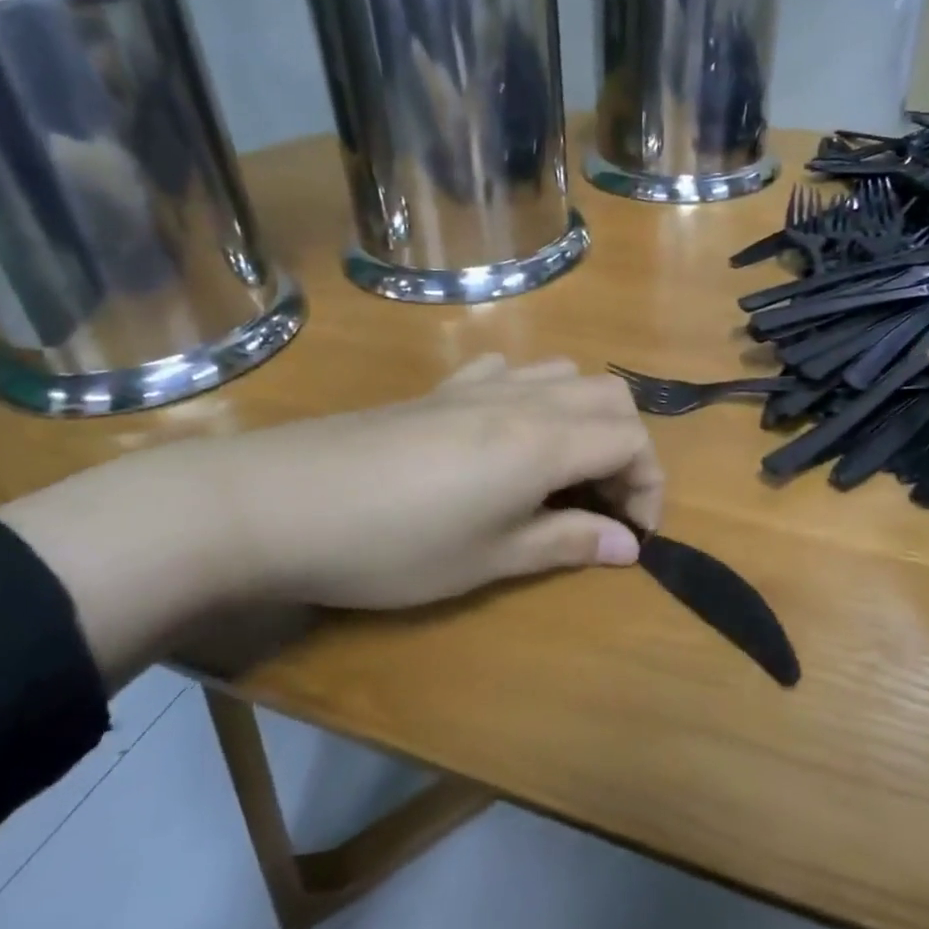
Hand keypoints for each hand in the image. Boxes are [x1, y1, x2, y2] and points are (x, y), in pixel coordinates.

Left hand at [199, 354, 661, 608]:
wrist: (280, 502)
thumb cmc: (395, 545)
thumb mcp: (490, 558)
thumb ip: (567, 543)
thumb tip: (628, 546)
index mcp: (545, 440)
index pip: (633, 441)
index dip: (649, 487)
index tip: (632, 537)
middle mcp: (524, 398)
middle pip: (611, 398)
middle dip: (627, 449)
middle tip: (604, 504)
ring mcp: (478, 385)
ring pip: (564, 375)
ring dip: (584, 417)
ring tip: (563, 471)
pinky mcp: (439, 388)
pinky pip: (508, 370)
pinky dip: (532, 395)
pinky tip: (505, 432)